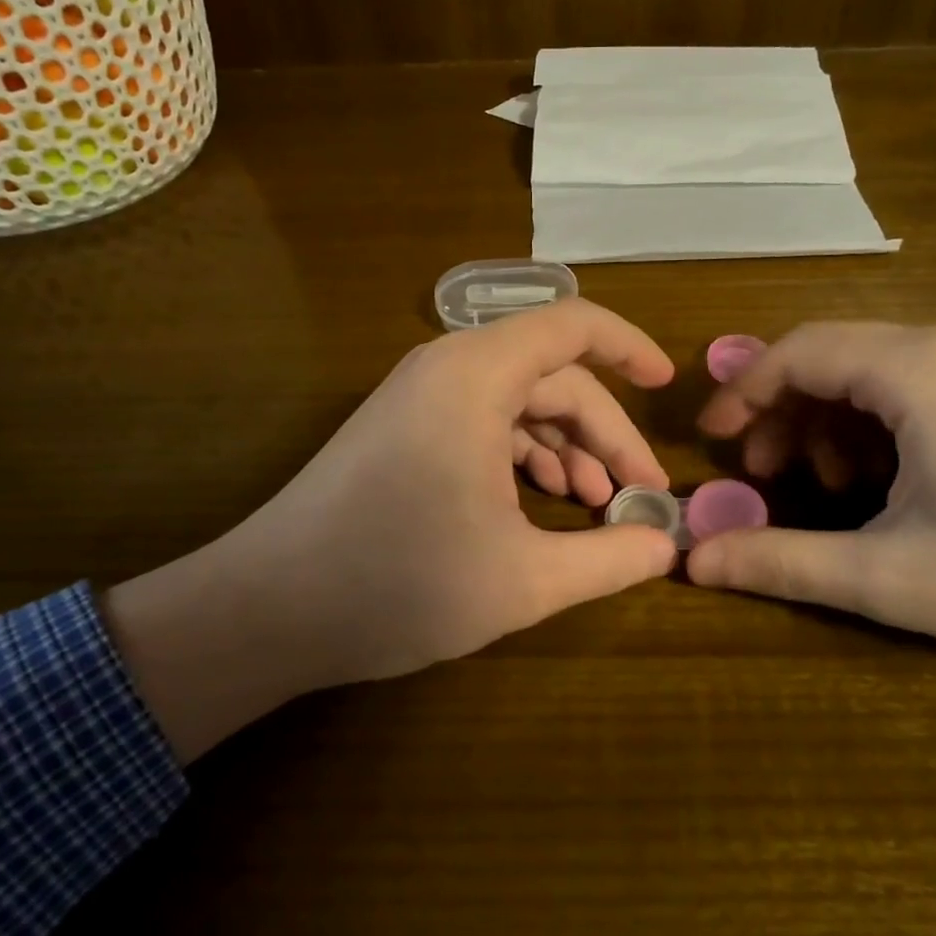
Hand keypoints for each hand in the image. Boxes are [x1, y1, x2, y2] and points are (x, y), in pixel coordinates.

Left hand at [103, 300, 677, 760]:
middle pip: (552, 377)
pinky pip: (481, 422)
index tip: (667, 386)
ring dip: (564, 448)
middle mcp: (446, 369)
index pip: (573, 326)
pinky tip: (538, 504)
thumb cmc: (398, 583)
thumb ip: (609, 559)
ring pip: (517, 403)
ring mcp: (418, 399)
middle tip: (637, 495)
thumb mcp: (524, 579)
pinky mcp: (401, 430)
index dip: (629, 348)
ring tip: (592, 505)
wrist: (268, 609)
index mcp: (476, 376)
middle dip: (604, 433)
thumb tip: (665, 544)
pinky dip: (522, 456)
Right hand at [687, 321, 935, 725]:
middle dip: (777, 411)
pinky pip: (898, 390)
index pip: (796, 352)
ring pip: (859, 372)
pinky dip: (862, 429)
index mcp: (914, 370)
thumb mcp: (890, 578)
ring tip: (815, 489)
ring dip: (819, 423)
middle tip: (756, 473)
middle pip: (824, 356)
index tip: (707, 441)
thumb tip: (692, 563)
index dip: (740, 393)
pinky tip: (869, 486)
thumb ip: (781, 562)